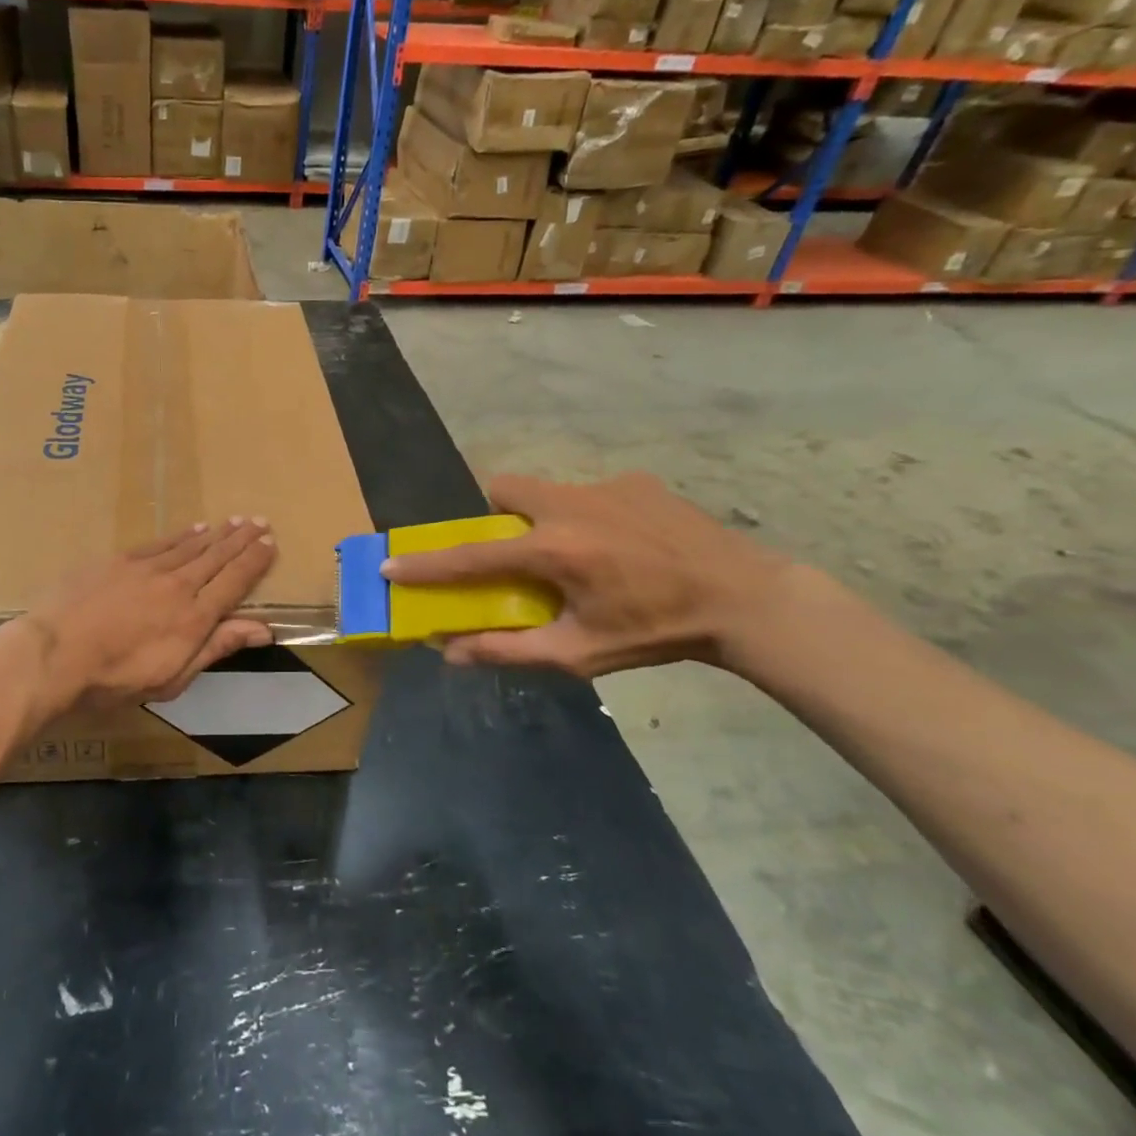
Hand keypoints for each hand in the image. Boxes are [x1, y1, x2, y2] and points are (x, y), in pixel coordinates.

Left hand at [15, 518, 277, 715]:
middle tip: (260, 522)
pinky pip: (161, 542)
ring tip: (235, 521)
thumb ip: (217, 647)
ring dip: (217, 533)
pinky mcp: (120, 560)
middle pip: (218, 557)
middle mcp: (178, 585)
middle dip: (242, 539)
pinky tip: (194, 529)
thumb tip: (263, 629)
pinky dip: (182, 535)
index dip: (255, 562)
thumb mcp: (173, 677)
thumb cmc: (114, 679)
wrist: (54, 654)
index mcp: (195, 617)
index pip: (235, 582)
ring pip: (192, 545)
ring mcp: (147, 568)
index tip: (270, 544)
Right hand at [381, 474, 788, 677]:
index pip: (471, 556)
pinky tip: (621, 547)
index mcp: (554, 550)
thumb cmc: (656, 633)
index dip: (426, 564)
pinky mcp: (636, 481)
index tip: (391, 566)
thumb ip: (509, 650)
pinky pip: (588, 493)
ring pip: (545, 488)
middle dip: (492, 516)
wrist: (744, 599)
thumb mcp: (580, 653)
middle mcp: (571, 506)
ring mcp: (605, 486)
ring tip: (576, 554)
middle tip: (513, 552)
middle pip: (502, 489)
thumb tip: (451, 654)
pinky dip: (585, 516)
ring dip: (539, 516)